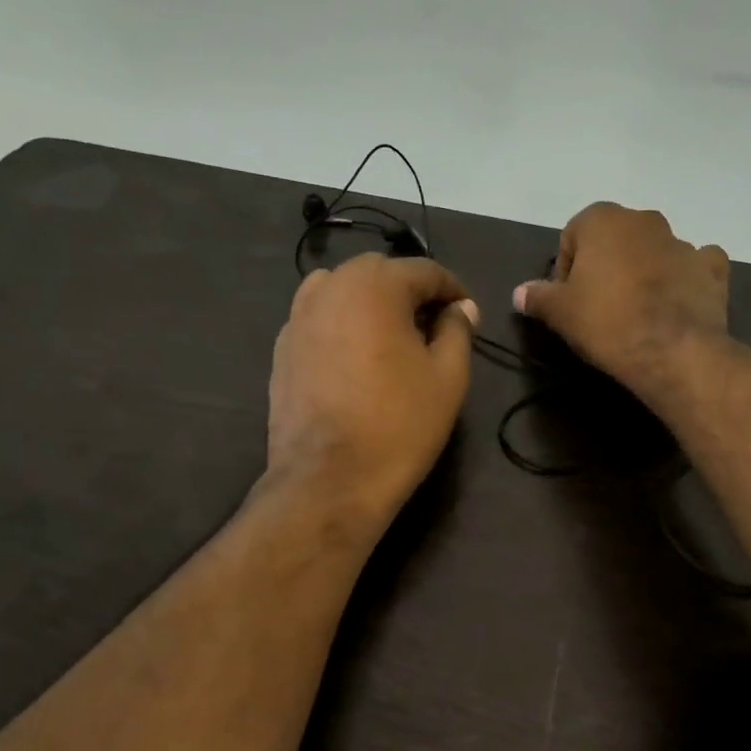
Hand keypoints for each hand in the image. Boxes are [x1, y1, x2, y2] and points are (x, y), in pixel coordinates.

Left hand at [268, 253, 478, 524]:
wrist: (329, 480)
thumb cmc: (399, 426)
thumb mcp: (448, 377)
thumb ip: (457, 331)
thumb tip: (461, 308)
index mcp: (375, 286)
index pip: (425, 271)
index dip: (454, 291)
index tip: (469, 315)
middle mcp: (330, 288)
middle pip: (380, 273)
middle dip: (411, 293)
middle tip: (434, 328)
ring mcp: (298, 317)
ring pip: (344, 291)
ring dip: (372, 303)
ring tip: (392, 339)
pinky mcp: (282, 348)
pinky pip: (320, 319)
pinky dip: (343, 325)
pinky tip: (357, 360)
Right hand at [511, 203, 728, 390]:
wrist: (672, 351)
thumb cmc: (606, 323)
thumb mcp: (559, 313)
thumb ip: (537, 296)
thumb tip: (519, 292)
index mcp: (603, 219)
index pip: (573, 236)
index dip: (566, 270)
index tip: (568, 301)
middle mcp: (644, 220)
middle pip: (615, 240)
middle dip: (606, 266)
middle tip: (600, 307)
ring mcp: (683, 241)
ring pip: (654, 251)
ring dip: (644, 271)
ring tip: (637, 313)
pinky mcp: (712, 268)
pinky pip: (694, 266)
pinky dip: (686, 278)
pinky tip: (677, 303)